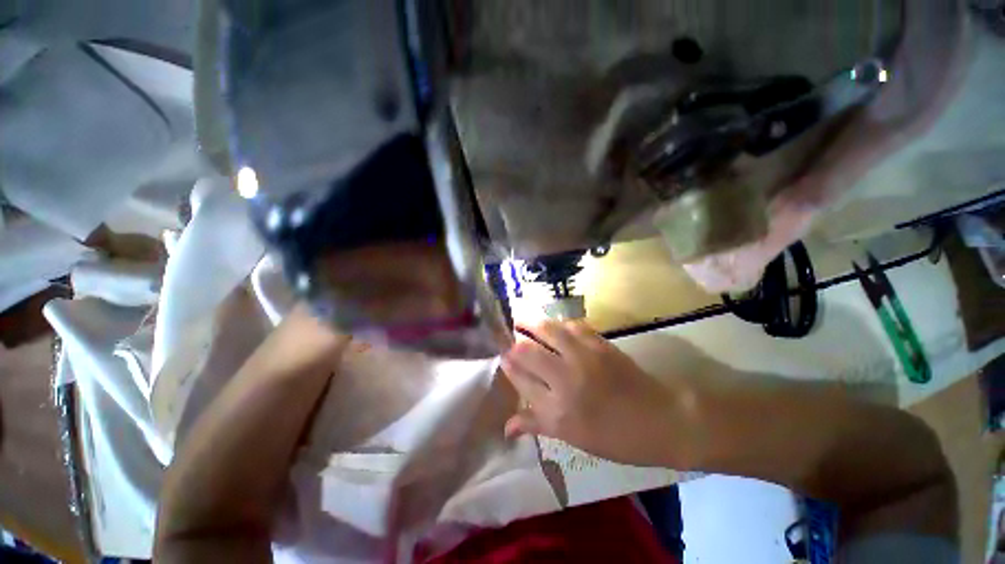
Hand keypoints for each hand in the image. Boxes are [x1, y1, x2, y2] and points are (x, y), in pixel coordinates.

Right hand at [501, 320, 699, 467]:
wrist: (661, 419)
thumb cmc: (614, 437)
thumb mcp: (572, 438)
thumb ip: (536, 425)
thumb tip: (506, 426)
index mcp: (556, 410)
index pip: (520, 379)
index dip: (508, 365)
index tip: (502, 357)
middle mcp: (564, 379)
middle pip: (527, 351)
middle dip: (513, 343)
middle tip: (509, 337)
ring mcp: (582, 357)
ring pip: (546, 331)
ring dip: (530, 322)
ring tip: (521, 319)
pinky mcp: (599, 343)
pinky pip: (571, 325)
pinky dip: (558, 322)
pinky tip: (553, 323)